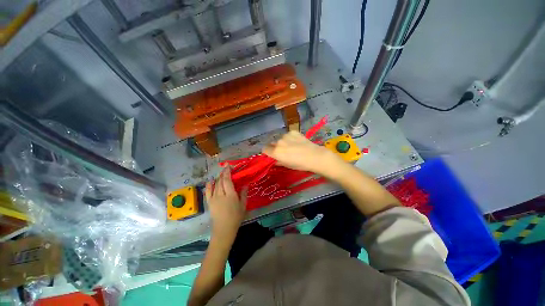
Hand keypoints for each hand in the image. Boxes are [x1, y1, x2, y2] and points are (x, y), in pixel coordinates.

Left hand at [205, 167, 245, 239]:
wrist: (224, 229)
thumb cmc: (236, 217)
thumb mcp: (243, 205)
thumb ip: (244, 194)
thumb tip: (245, 184)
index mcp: (230, 195)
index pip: (227, 180)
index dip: (227, 172)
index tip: (228, 165)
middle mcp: (221, 194)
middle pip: (220, 181)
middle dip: (223, 173)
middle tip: (227, 169)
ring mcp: (214, 198)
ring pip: (215, 184)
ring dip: (218, 178)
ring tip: (222, 174)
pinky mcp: (209, 202)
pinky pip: (208, 191)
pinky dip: (209, 185)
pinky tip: (210, 180)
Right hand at [262, 131, 344, 177]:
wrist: (314, 156)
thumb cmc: (300, 164)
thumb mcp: (287, 165)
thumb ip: (278, 162)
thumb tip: (274, 160)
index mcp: (275, 152)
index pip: (264, 149)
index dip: (267, 152)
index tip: (271, 154)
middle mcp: (278, 142)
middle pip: (272, 143)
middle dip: (276, 147)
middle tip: (284, 151)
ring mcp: (286, 135)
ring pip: (281, 138)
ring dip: (283, 142)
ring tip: (292, 146)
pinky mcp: (293, 132)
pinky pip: (288, 135)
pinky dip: (290, 138)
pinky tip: (297, 142)